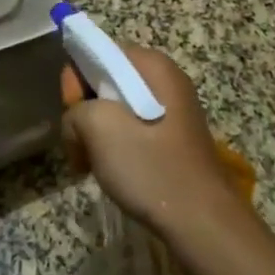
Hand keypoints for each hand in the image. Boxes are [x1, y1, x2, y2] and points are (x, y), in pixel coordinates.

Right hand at [62, 44, 274, 274]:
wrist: (202, 223)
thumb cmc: (151, 167)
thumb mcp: (99, 128)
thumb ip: (76, 109)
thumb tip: (79, 123)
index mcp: (152, 65)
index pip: (99, 51)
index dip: (77, 78)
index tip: (71, 111)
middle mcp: (165, 80)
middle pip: (107, 80)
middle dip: (85, 110)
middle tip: (79, 143)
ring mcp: (172, 111)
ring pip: (117, 109)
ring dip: (97, 133)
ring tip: (92, 163)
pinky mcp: (173, 140)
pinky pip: (133, 130)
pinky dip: (116, 147)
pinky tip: (112, 171)